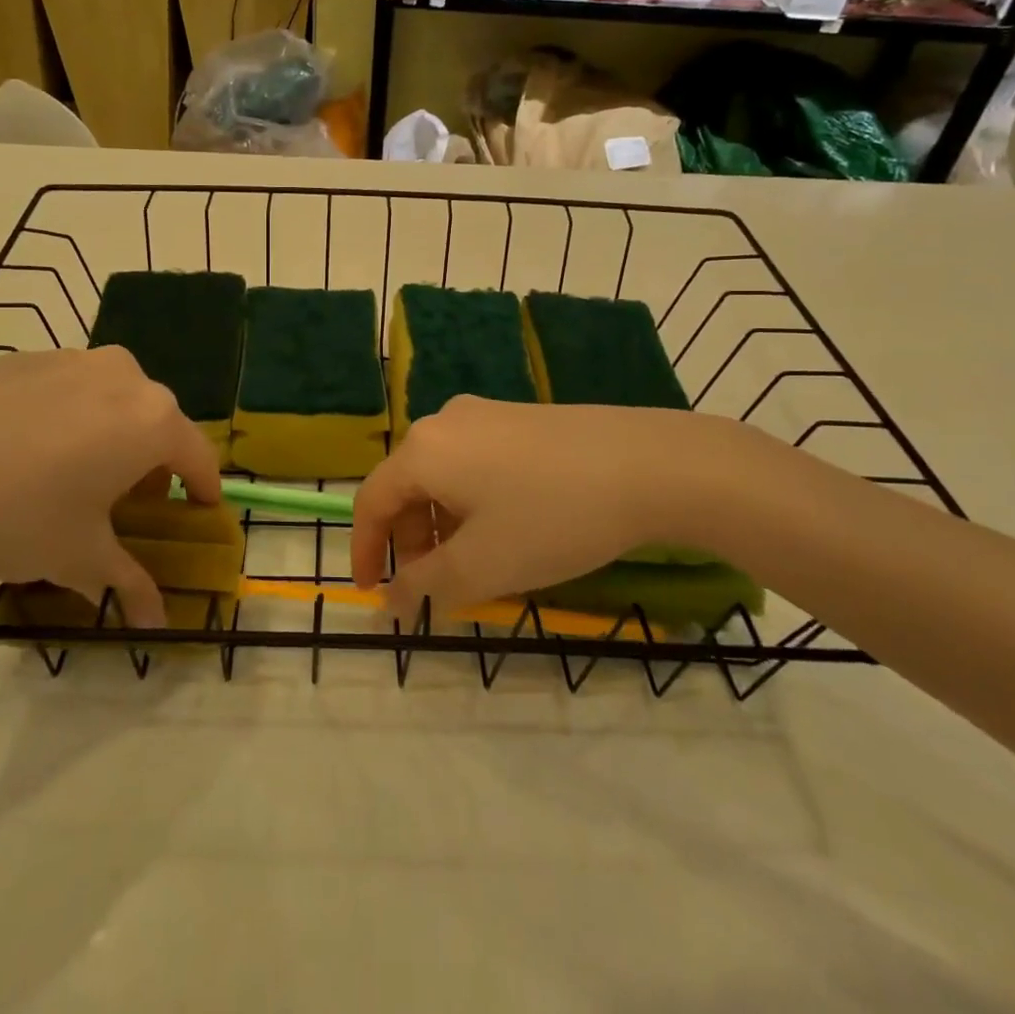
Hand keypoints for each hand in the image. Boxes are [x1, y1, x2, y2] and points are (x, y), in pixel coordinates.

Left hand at [0, 347, 220, 627]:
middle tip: (127, 505)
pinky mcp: (27, 356)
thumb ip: (127, 584)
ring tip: (73, 478)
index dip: (203, 490)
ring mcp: (73, 359)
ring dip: (111, 438)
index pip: (199, 456)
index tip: (198, 513)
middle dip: (153, 466)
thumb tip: (155, 624)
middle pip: (157, 424)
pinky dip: (69, 420)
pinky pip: (69, 390)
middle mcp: (125, 377)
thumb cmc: (15, 513)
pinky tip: (25, 455)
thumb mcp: (78, 557)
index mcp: (152, 419)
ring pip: (114, 402)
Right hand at [351, 397, 780, 617]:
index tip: (375, 592)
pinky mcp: (519, 417)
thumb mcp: (483, 565)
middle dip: (414, 541)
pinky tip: (511, 527)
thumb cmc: (553, 517)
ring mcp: (485, 413)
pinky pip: (475, 462)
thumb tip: (391, 599)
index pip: (371, 501)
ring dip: (446, 524)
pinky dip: (474, 502)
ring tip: (480, 561)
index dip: (365, 550)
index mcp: (423, 450)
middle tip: (437, 585)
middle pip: (408, 486)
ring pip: (444, 476)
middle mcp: (445, 421)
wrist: (649, 464)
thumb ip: (426, 585)